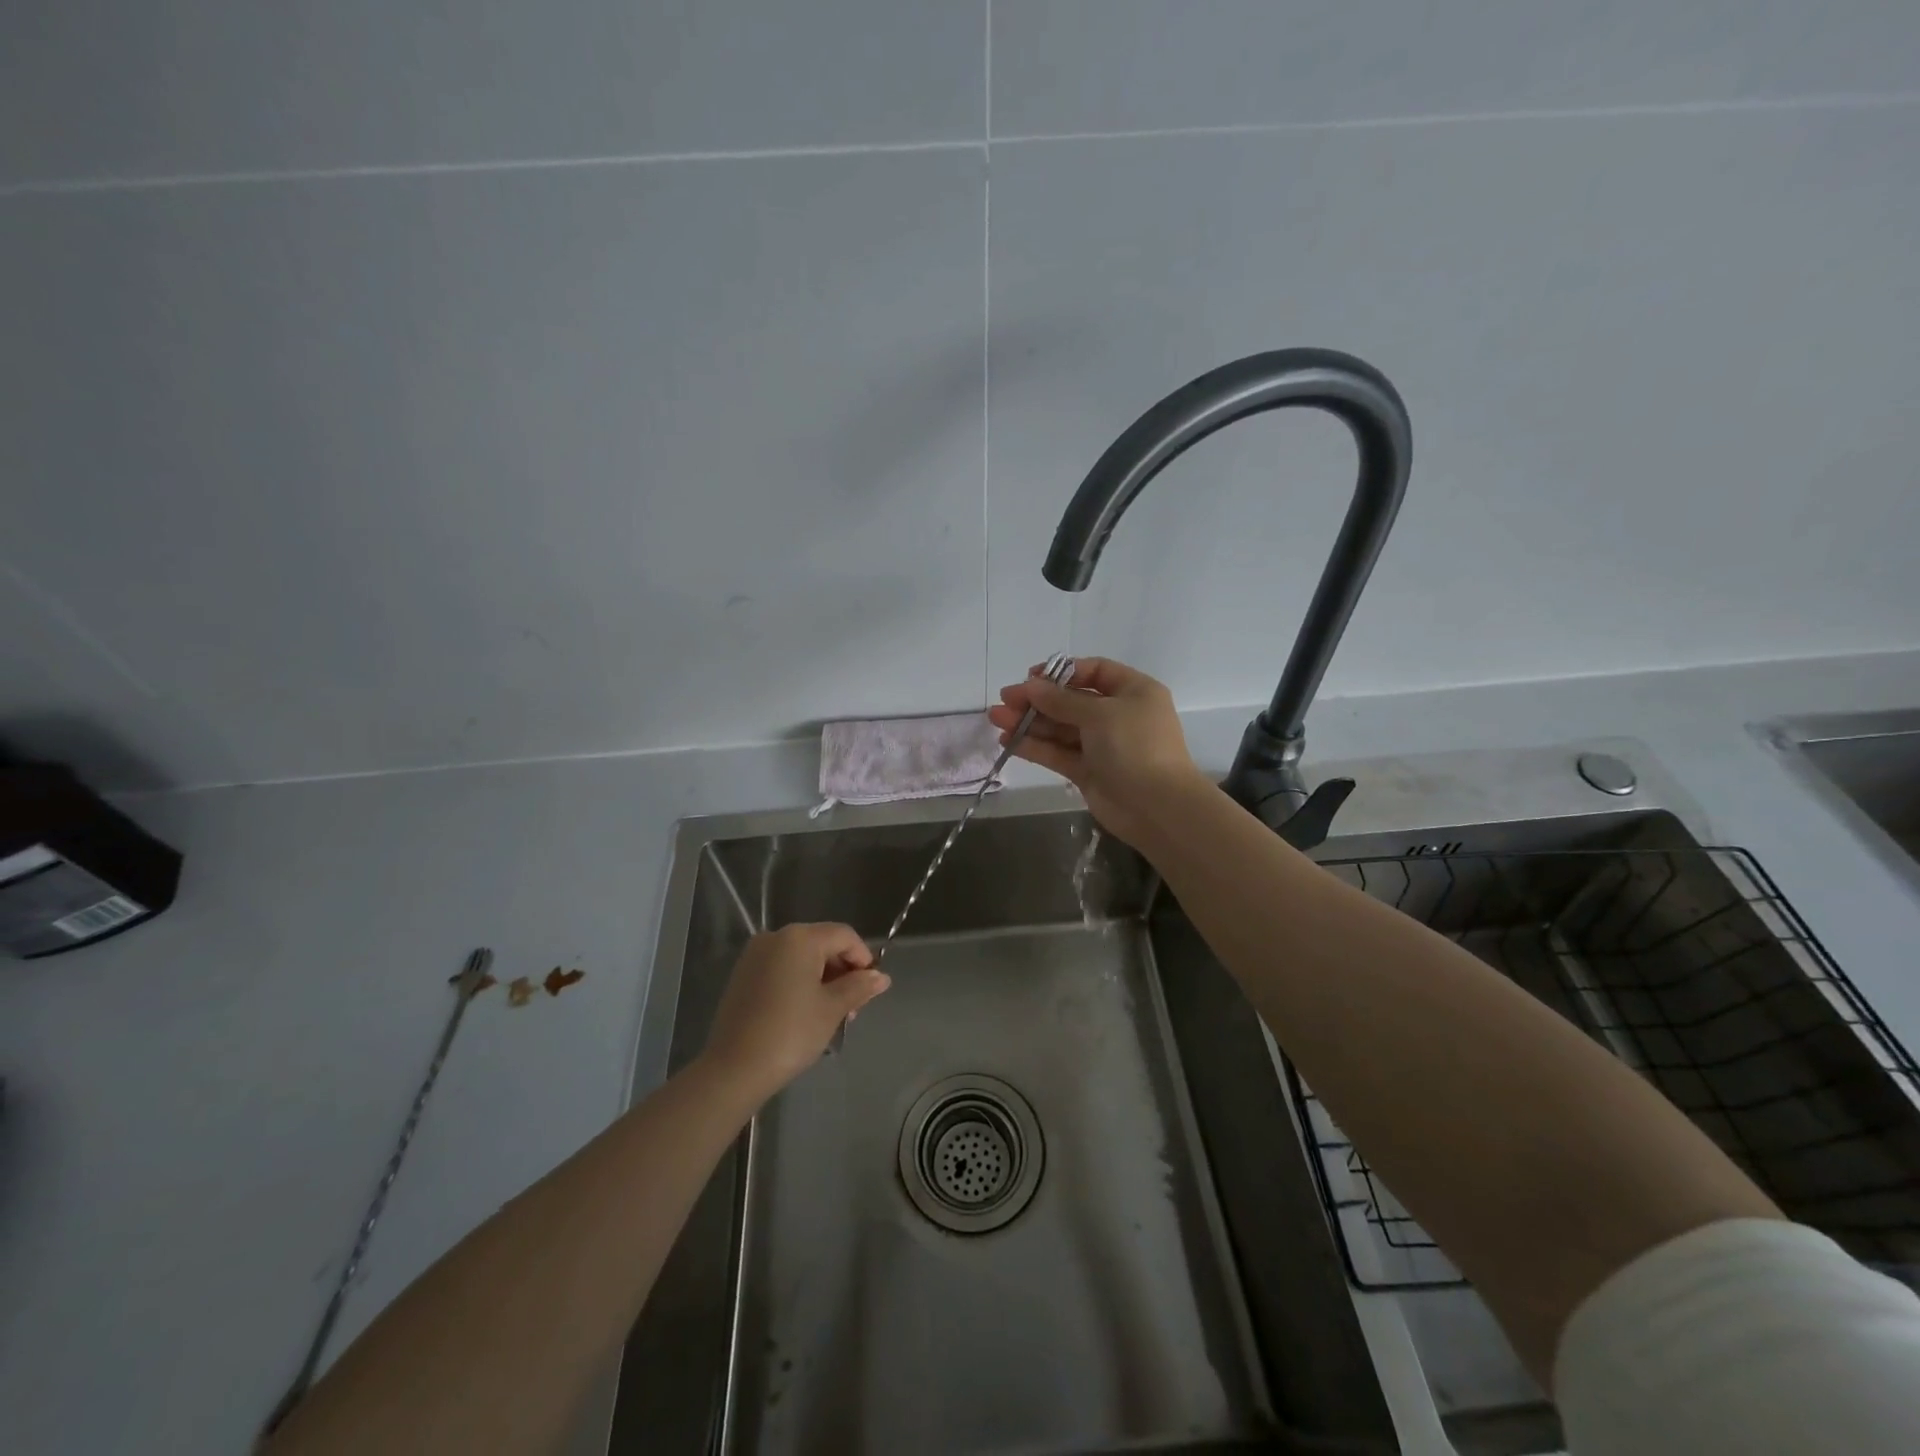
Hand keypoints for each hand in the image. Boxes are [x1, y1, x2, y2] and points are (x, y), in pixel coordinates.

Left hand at [699, 923, 889, 1099]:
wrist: (734, 1069)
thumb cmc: (790, 1032)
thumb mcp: (832, 1009)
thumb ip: (859, 987)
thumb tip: (881, 977)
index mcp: (800, 938)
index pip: (844, 936)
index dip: (863, 958)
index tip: (870, 990)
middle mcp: (775, 937)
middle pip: (822, 943)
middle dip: (843, 971)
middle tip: (852, 1008)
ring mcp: (755, 955)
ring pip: (802, 957)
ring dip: (823, 979)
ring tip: (831, 1014)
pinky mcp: (743, 975)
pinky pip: (782, 968)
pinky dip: (799, 982)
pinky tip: (805, 1012)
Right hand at [987, 657, 1208, 844]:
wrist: (1157, 808)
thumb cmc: (1135, 747)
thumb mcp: (1099, 713)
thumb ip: (1061, 700)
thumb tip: (1030, 686)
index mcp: (1133, 691)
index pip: (1094, 672)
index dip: (1061, 672)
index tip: (1030, 678)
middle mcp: (1118, 715)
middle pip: (1071, 701)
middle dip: (1037, 700)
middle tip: (1004, 700)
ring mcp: (1102, 745)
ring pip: (1060, 728)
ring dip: (1029, 723)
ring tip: (996, 719)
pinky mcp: (1088, 771)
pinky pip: (1058, 753)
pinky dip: (1035, 746)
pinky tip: (1008, 741)